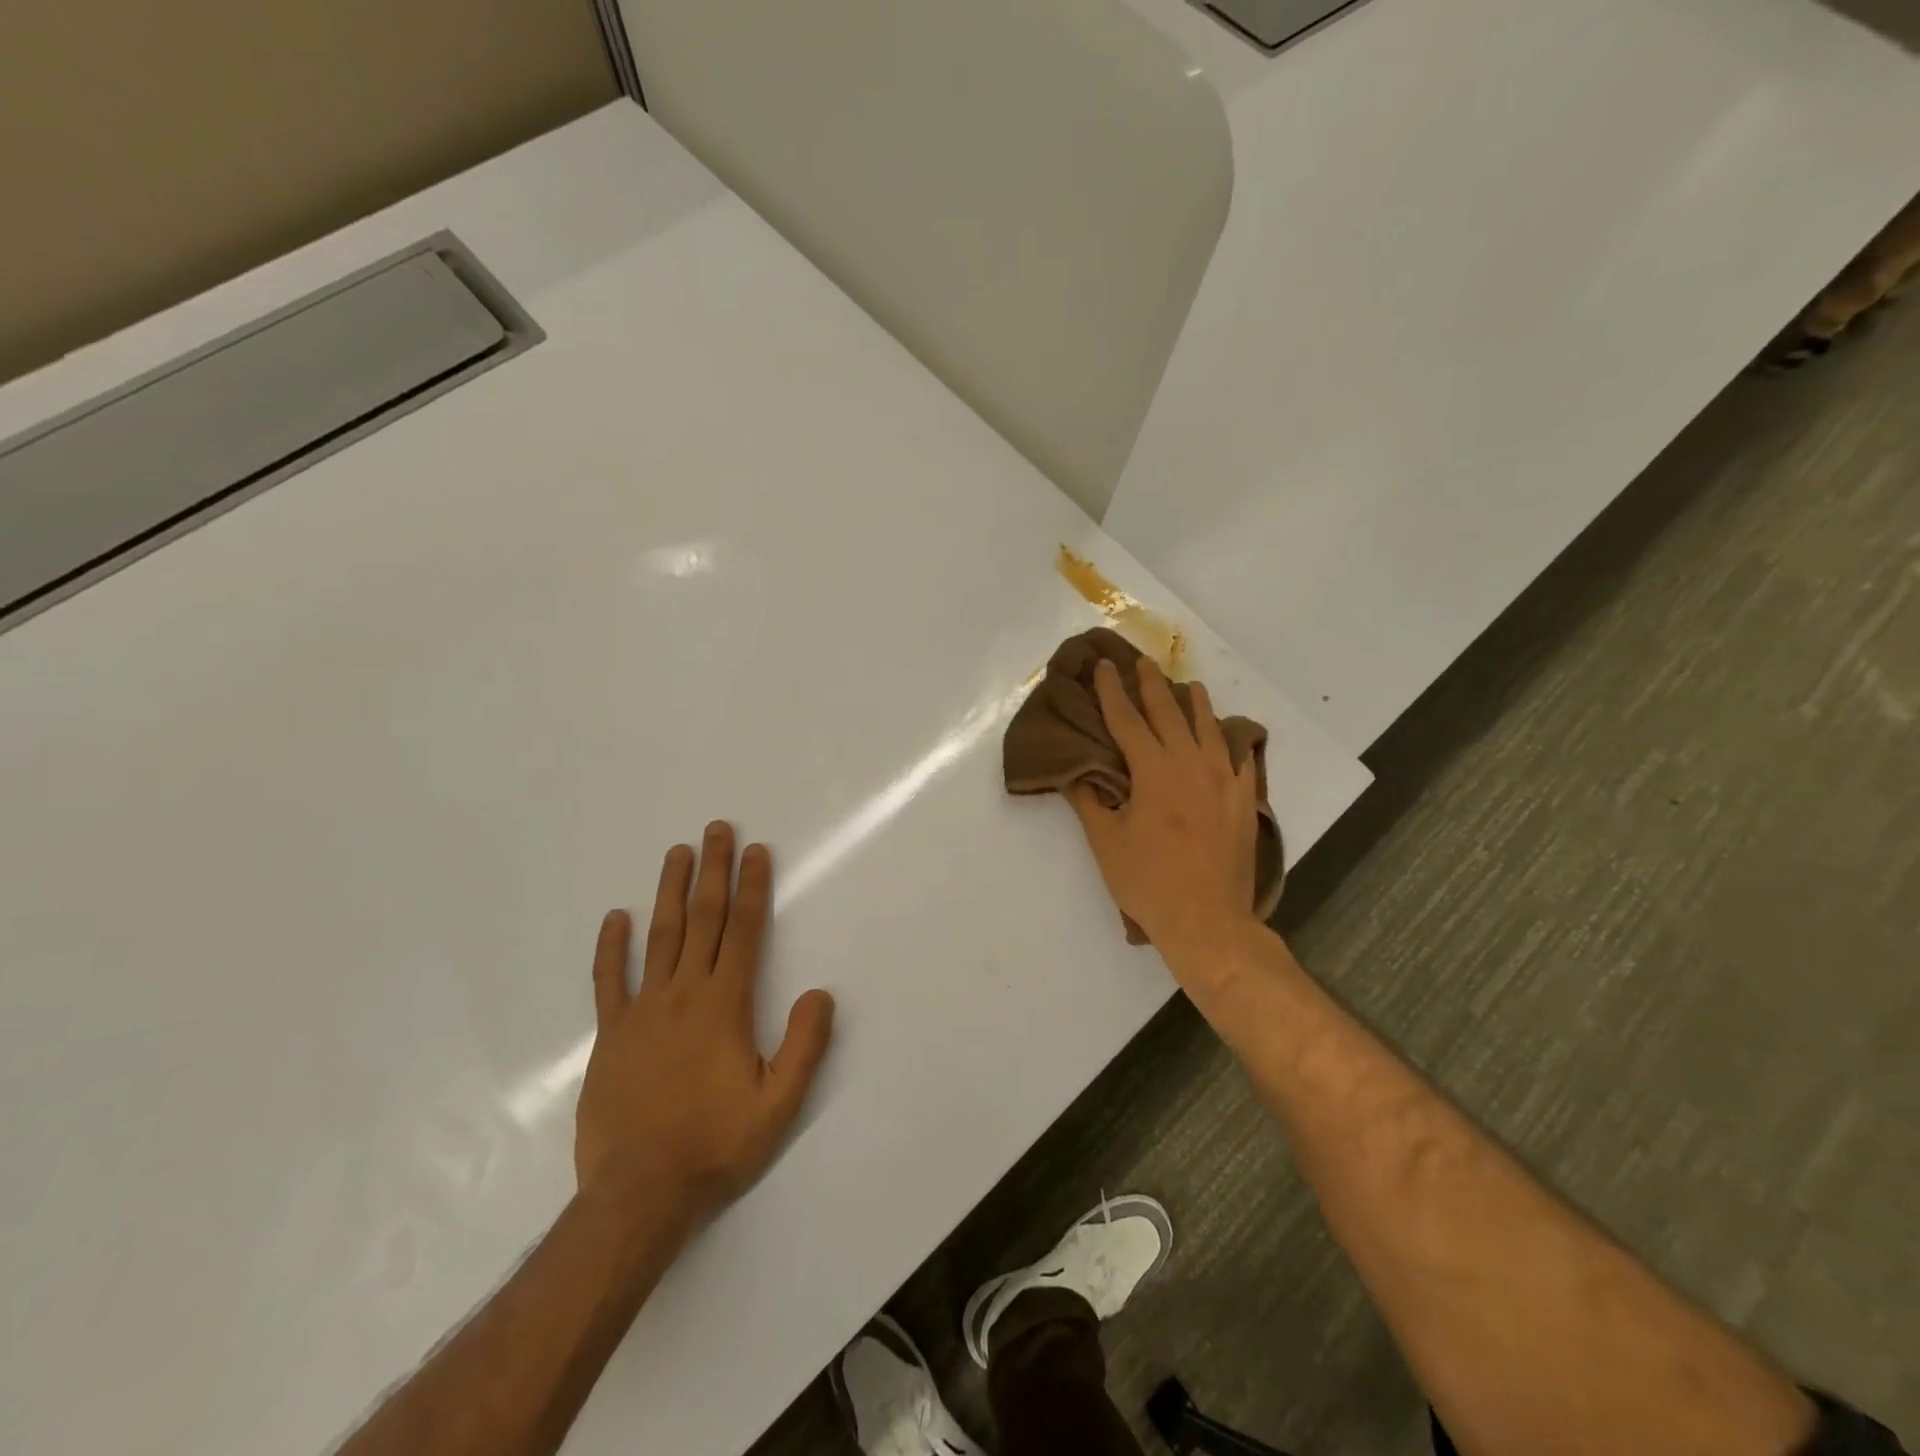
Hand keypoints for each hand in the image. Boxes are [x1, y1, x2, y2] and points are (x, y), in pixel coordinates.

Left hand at [574, 822, 834, 1230]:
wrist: (639, 1194)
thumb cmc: (716, 1145)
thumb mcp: (779, 1104)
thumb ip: (804, 1045)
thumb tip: (820, 992)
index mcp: (725, 1005)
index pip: (744, 931)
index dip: (752, 888)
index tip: (755, 852)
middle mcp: (684, 995)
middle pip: (702, 920)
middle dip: (713, 871)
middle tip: (717, 829)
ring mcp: (642, 1011)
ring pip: (659, 937)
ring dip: (670, 891)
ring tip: (677, 852)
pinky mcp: (611, 1035)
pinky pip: (610, 982)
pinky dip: (612, 948)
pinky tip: (616, 918)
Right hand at [1068, 658, 1260, 963]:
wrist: (1207, 920)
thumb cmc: (1148, 882)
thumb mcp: (1106, 842)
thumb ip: (1091, 801)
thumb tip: (1076, 772)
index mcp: (1153, 771)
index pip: (1126, 720)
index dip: (1111, 691)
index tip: (1103, 667)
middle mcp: (1190, 764)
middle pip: (1168, 713)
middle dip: (1152, 685)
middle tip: (1141, 662)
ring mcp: (1224, 780)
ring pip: (1209, 728)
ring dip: (1195, 703)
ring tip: (1189, 685)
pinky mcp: (1245, 799)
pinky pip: (1241, 758)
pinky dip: (1232, 740)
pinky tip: (1229, 735)